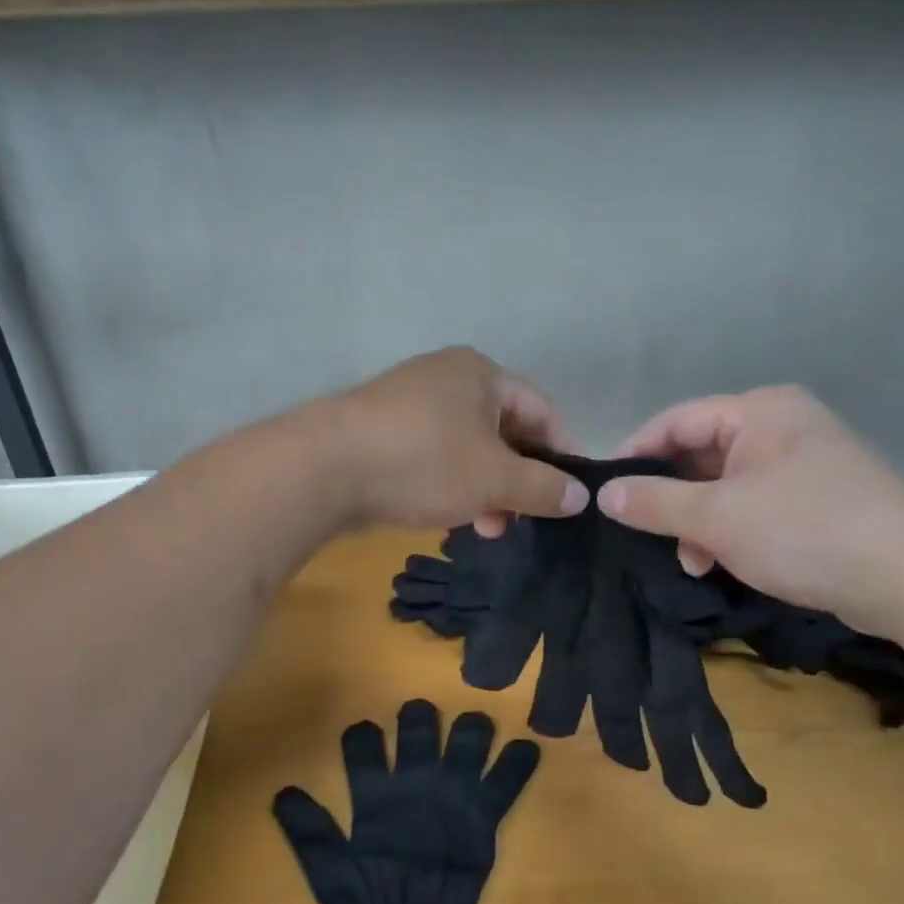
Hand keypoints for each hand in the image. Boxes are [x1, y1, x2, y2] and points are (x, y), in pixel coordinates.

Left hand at [327, 348, 587, 535]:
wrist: (323, 469)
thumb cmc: (424, 462)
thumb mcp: (495, 478)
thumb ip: (543, 487)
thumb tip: (581, 497)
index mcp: (479, 373)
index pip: (540, 409)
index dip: (562, 451)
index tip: (571, 494)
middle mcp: (446, 379)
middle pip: (504, 430)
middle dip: (519, 479)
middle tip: (525, 520)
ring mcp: (409, 405)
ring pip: (468, 449)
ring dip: (487, 490)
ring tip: (488, 529)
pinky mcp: (383, 434)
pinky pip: (435, 458)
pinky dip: (453, 486)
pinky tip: (451, 518)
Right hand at [596, 386, 903, 626]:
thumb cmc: (803, 530)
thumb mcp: (716, 518)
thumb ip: (654, 503)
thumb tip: (605, 494)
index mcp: (759, 411)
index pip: (677, 420)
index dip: (637, 453)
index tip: (608, 490)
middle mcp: (782, 426)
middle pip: (702, 454)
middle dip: (673, 499)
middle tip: (649, 534)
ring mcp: (804, 463)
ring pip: (726, 486)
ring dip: (700, 523)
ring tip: (692, 562)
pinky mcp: (819, 498)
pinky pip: (755, 505)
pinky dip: (732, 531)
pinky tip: (723, 564)